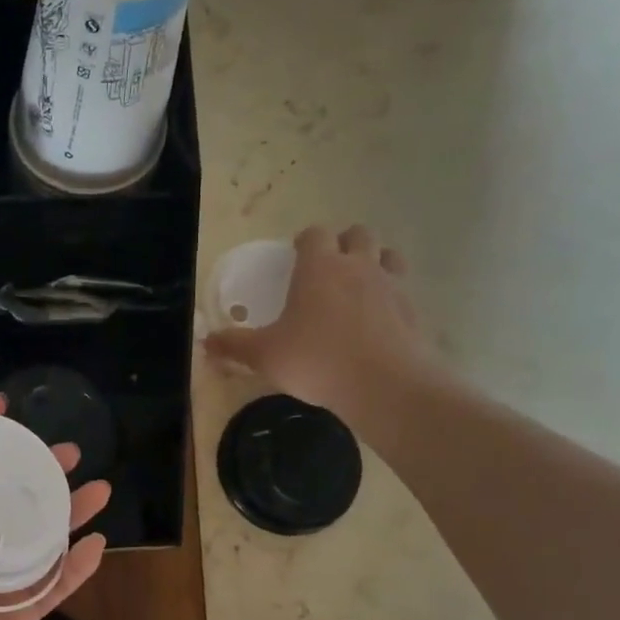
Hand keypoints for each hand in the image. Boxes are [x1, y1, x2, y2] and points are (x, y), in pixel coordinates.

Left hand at [0, 394, 109, 619]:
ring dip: (70, 511)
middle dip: (37, 471)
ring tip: (99, 487)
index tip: (3, 407)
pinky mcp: (16, 616)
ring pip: (39, 537)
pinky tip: (100, 542)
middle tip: (67, 450)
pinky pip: (55, 586)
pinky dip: (78, 567)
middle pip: (7, 497)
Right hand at [205, 224, 441, 440]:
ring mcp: (391, 286)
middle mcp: (358, 266)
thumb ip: (234, 345)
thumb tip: (205, 342)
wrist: (386, 385)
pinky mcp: (414, 311)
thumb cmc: (317, 360)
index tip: (294, 256)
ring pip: (387, 256)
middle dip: (343, 244)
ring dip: (374, 262)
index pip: (314, 234)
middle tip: (328, 269)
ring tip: (357, 287)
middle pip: (358, 234)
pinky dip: (390, 297)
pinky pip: (403, 290)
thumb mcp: (265, 355)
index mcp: (320, 267)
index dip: (304, 241)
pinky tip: (377, 322)